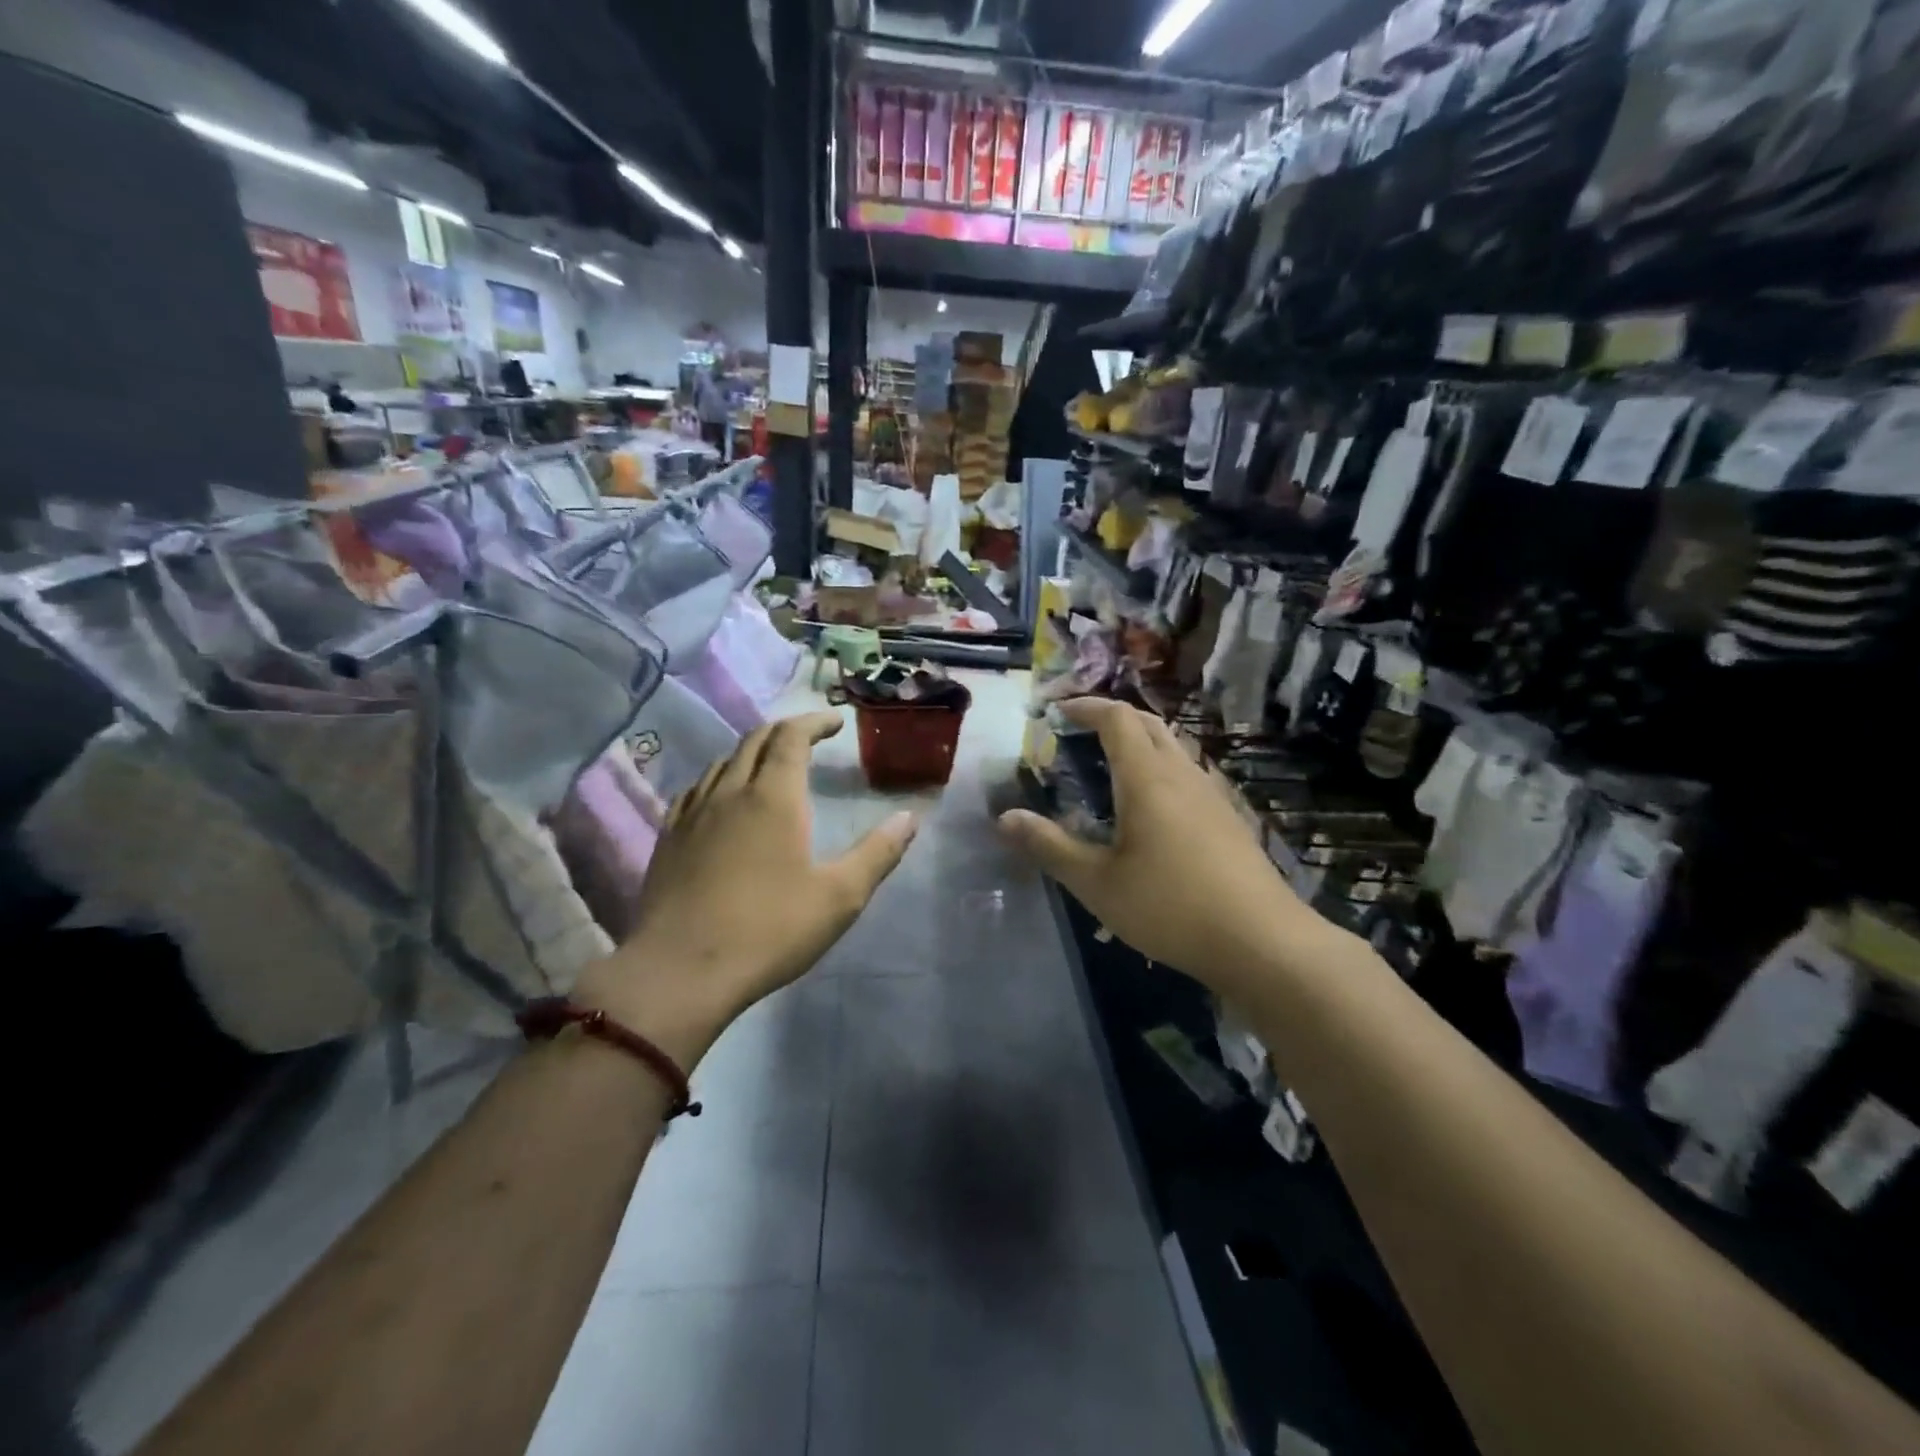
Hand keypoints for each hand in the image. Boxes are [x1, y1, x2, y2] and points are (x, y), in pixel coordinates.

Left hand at [575, 712, 915, 1061]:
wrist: (679, 971)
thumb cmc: (769, 930)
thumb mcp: (839, 897)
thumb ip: (878, 853)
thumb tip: (910, 818)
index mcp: (773, 797)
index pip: (791, 737)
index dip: (814, 722)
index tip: (835, 722)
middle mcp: (729, 792)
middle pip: (754, 741)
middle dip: (785, 731)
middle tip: (809, 737)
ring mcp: (692, 814)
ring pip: (721, 763)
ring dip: (751, 753)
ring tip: (770, 766)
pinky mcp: (668, 839)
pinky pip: (695, 791)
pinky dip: (718, 780)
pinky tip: (721, 800)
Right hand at [998, 698, 1309, 990]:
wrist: (1262, 942)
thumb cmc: (1170, 907)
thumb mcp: (1098, 883)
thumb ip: (1050, 846)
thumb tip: (1004, 818)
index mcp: (1148, 778)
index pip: (1117, 718)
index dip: (1086, 706)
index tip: (1057, 711)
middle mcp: (1182, 774)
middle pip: (1149, 723)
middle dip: (1112, 717)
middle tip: (1080, 731)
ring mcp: (1212, 795)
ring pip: (1173, 747)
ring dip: (1140, 741)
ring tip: (1110, 765)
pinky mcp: (1229, 819)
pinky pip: (1188, 773)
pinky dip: (1160, 768)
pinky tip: (1152, 808)